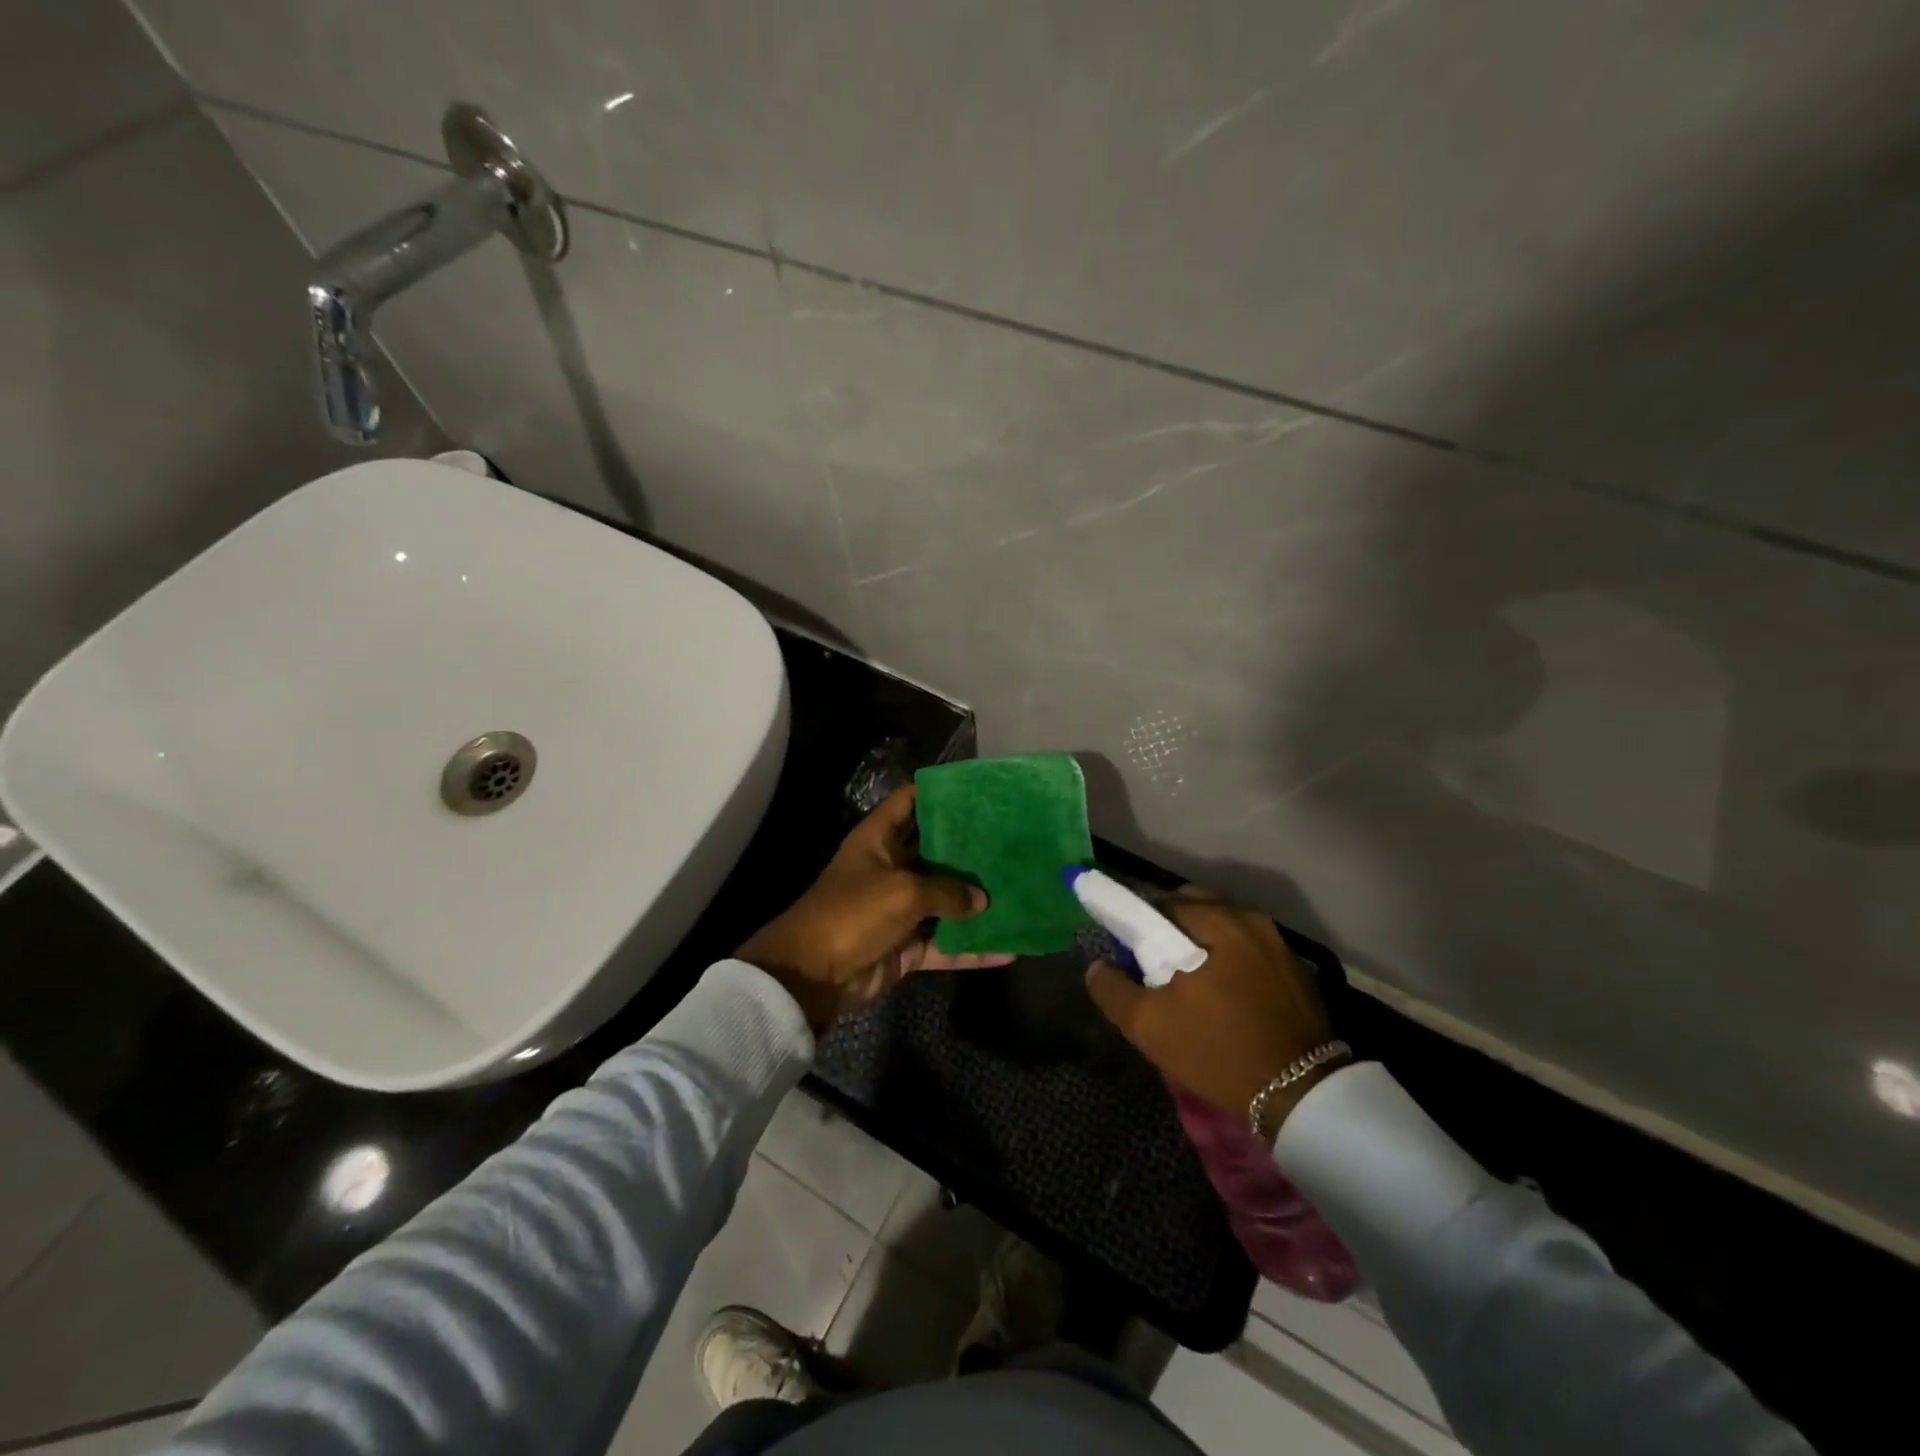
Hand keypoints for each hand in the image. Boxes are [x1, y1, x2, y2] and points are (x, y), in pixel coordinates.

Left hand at [738, 786, 1012, 1029]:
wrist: (813, 975)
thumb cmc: (854, 913)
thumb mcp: (903, 891)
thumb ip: (947, 891)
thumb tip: (982, 899)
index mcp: (880, 840)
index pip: (910, 802)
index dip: (939, 793)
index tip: (979, 791)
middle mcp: (891, 868)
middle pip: (936, 852)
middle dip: (970, 850)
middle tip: (1014, 842)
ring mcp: (900, 908)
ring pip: (946, 900)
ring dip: (976, 902)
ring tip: (1020, 892)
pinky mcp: (908, 945)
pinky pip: (946, 943)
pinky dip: (972, 949)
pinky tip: (1008, 948)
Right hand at [1085, 888, 1336, 1139]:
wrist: (1301, 1093)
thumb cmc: (1219, 1049)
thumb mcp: (1150, 1026)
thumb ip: (1113, 990)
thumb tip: (1096, 966)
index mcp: (1216, 921)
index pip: (1163, 902)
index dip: (1140, 921)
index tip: (1129, 947)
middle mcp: (1250, 919)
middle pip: (1197, 907)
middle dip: (1172, 926)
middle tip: (1157, 962)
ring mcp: (1278, 943)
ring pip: (1226, 926)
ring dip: (1203, 940)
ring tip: (1190, 978)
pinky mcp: (1296, 968)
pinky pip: (1250, 947)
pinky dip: (1230, 956)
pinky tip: (1224, 991)